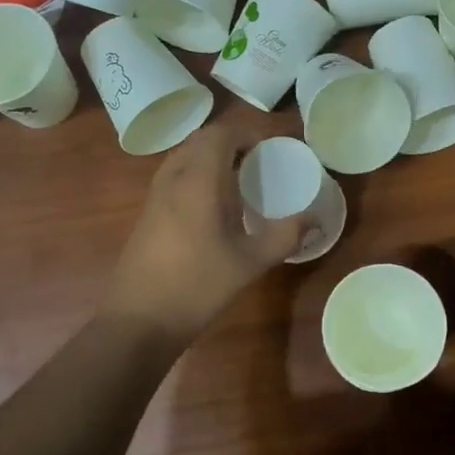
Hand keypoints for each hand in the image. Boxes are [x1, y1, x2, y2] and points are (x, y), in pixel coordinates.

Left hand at [100, 126, 312, 342]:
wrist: (138, 321)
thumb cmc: (197, 286)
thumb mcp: (250, 263)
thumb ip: (286, 236)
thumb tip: (315, 219)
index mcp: (198, 180)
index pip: (221, 133)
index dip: (248, 133)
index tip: (272, 147)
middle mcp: (173, 178)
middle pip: (201, 140)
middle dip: (231, 141)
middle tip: (259, 161)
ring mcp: (155, 195)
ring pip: (185, 156)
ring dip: (212, 156)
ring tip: (240, 179)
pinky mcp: (147, 213)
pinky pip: (175, 175)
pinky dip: (197, 174)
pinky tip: (214, 206)